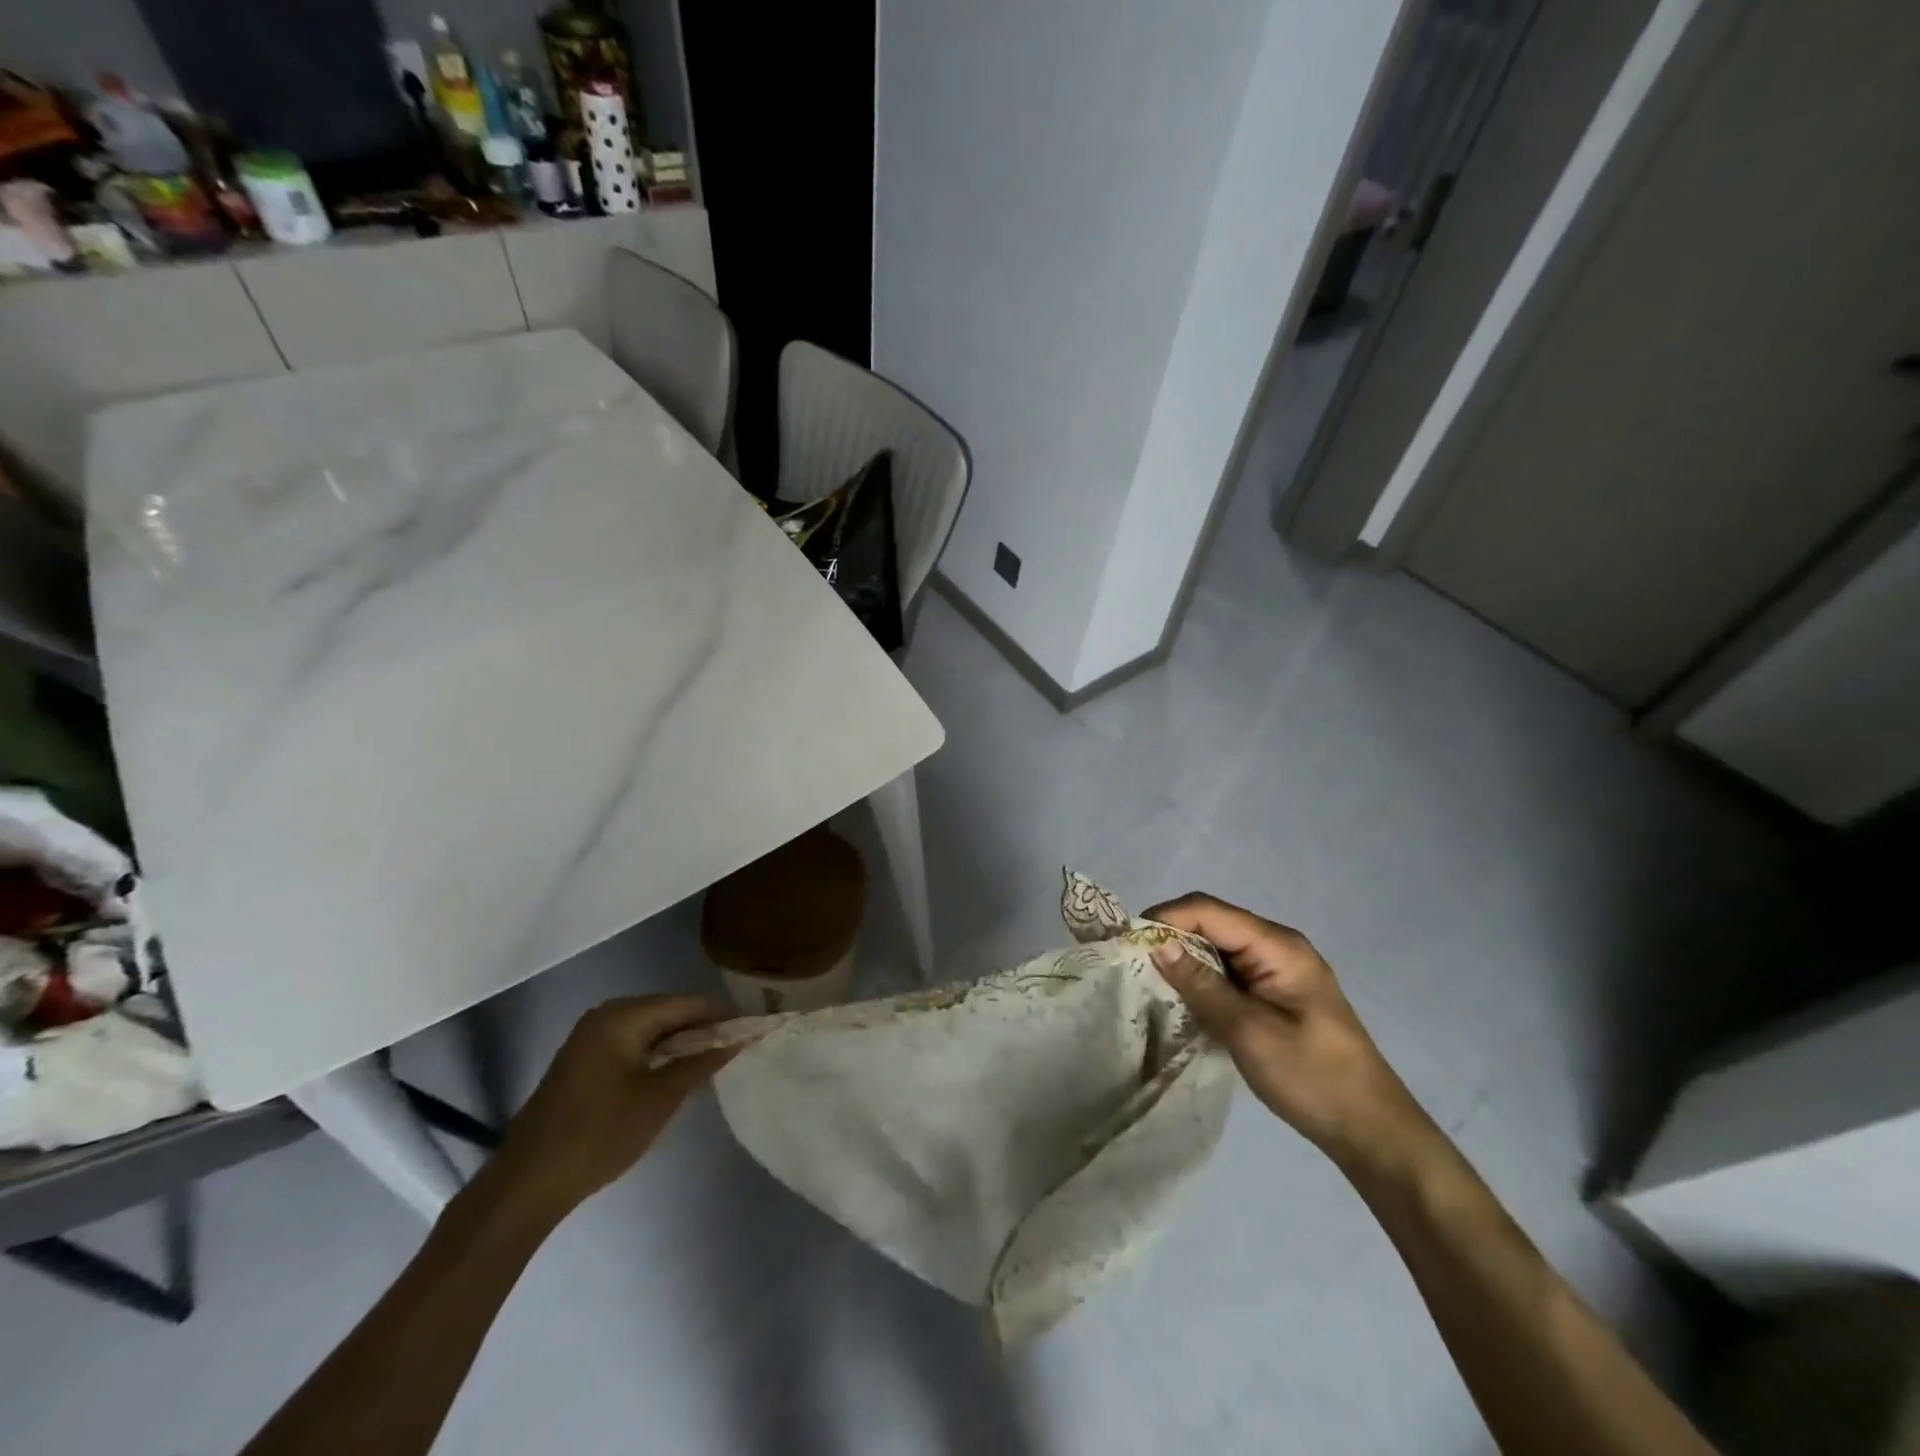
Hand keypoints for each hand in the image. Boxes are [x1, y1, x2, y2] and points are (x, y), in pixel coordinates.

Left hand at [488, 995, 736, 1215]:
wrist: (528, 1184)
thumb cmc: (600, 1134)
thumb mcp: (660, 1098)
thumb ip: (701, 1062)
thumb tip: (737, 1038)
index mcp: (622, 1016)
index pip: (686, 1003)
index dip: (721, 1015)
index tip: (752, 1030)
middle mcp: (605, 1016)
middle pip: (668, 1012)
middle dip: (702, 1029)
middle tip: (736, 1049)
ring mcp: (590, 1038)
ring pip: (651, 1030)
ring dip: (681, 1044)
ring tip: (713, 1063)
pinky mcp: (583, 1062)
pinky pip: (633, 1045)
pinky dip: (658, 1055)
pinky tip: (676, 1075)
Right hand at [1145, 894, 1435, 1173]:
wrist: (1371, 1130)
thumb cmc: (1312, 1077)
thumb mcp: (1249, 1031)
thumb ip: (1202, 985)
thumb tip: (1157, 944)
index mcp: (1277, 945)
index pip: (1208, 910)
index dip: (1165, 917)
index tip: (1128, 942)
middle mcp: (1277, 946)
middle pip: (1211, 922)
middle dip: (1170, 936)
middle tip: (1132, 964)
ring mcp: (1277, 969)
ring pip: (1216, 947)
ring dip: (1184, 959)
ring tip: (1148, 981)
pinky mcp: (1273, 993)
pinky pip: (1227, 971)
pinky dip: (1201, 979)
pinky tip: (1181, 999)